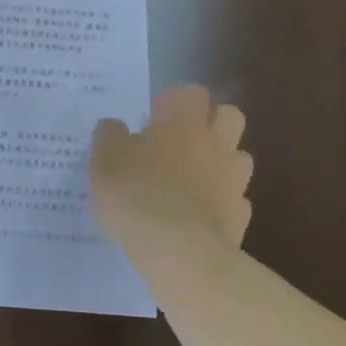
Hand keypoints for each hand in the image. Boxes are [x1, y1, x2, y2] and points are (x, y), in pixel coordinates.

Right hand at [90, 85, 252, 268]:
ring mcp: (234, 181)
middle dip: (210, 123)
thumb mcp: (104, 160)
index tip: (154, 118)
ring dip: (219, 163)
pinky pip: (235, 200)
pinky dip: (220, 204)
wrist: (180, 253)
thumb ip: (109, 136)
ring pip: (238, 159)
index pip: (192, 92)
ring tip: (190, 181)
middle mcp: (216, 144)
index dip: (175, 100)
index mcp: (184, 123)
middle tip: (179, 142)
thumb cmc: (137, 194)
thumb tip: (115, 126)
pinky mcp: (241, 217)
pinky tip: (197, 217)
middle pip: (230, 117)